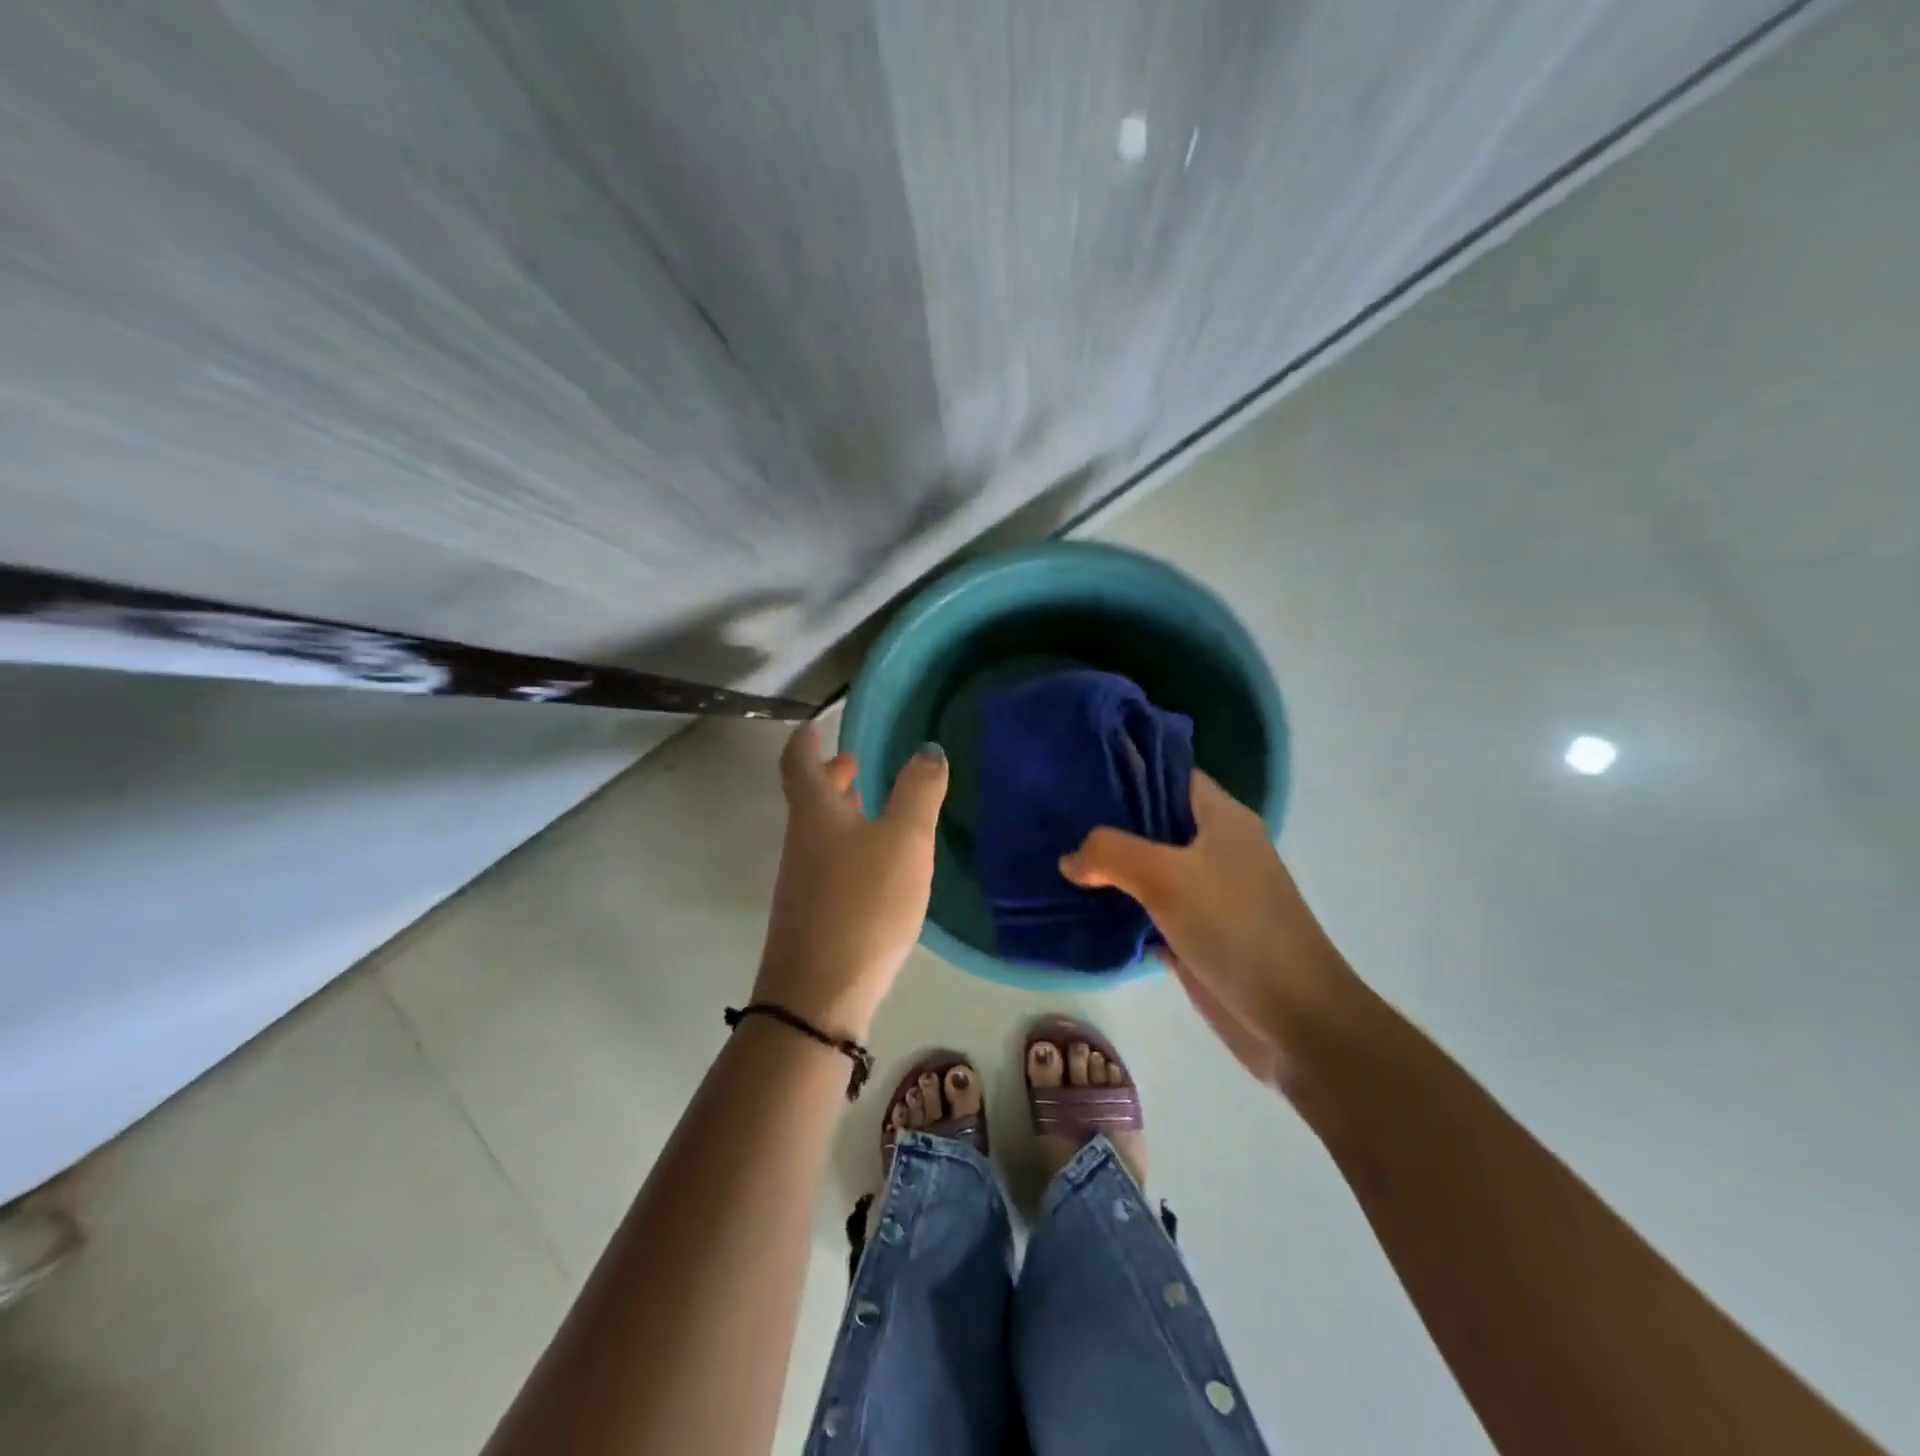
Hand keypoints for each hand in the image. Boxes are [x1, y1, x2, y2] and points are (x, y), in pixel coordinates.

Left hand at [754, 722, 948, 1039]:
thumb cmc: (863, 903)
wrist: (819, 994)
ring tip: (875, 804)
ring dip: (843, 810)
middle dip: (832, 774)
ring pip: (820, 830)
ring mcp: (803, 880)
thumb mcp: (903, 841)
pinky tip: (879, 861)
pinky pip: (830, 861)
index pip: (799, 760)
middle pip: (809, 796)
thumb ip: (918, 792)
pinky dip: (850, 843)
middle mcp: (801, 841)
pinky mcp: (814, 913)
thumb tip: (927, 749)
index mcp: (816, 812)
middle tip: (858, 760)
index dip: (807, 737)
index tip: (817, 722)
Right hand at [1060, 770, 1361, 1091]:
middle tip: (1054, 816)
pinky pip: (1147, 910)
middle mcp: (1214, 848)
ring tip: (1055, 857)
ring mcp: (1206, 893)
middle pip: (1153, 821)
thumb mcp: (1167, 878)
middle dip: (1107, 821)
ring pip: (1147, 867)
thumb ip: (1111, 853)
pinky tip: (1078, 905)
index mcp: (1222, 818)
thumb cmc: (1237, 930)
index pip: (1169, 775)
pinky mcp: (1195, 933)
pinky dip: (1118, 907)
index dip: (1127, 768)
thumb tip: (1070, 859)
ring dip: (1108, 867)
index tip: (1077, 772)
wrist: (1295, 1020)